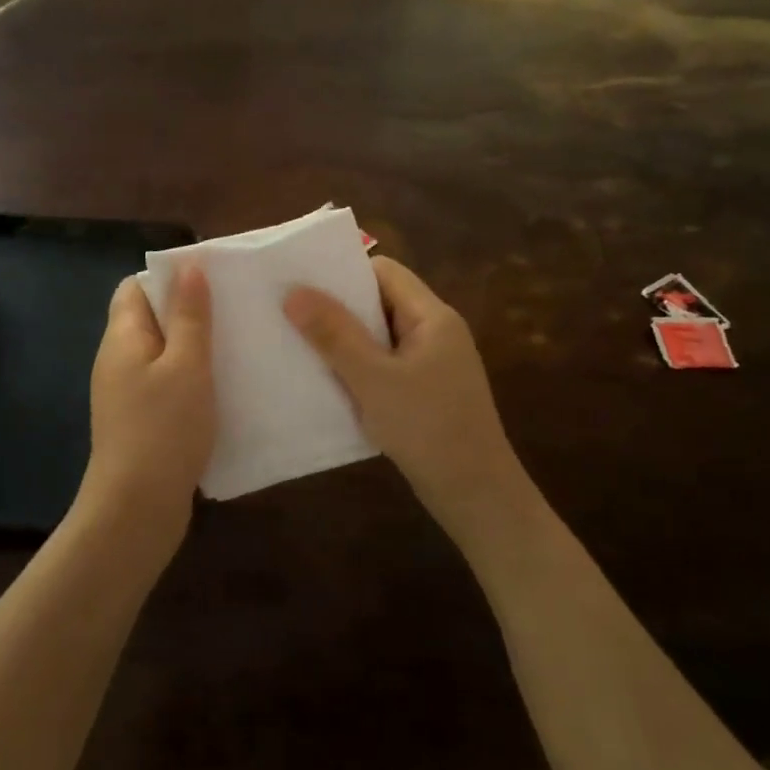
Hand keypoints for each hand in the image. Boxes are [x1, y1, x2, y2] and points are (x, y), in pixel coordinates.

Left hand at [75, 267, 215, 551]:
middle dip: (187, 311)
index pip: (135, 287)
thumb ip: (190, 316)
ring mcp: (125, 392)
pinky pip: (164, 383)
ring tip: (234, 344)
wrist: (136, 508)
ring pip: (161, 352)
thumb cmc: (163, 428)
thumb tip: (189, 267)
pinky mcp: (139, 419)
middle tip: (231, 310)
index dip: (169, 278)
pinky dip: (189, 378)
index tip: (210, 280)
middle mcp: (117, 359)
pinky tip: (220, 387)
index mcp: (122, 337)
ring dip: (192, 346)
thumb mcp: (187, 365)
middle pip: (149, 318)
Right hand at [284, 257, 527, 541]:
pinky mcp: (426, 392)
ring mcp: (432, 363)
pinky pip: (385, 364)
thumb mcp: (373, 380)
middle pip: (381, 302)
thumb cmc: (428, 429)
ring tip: (301, 346)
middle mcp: (435, 332)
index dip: (344, 274)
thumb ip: (334, 335)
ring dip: (346, 341)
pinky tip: (329, 382)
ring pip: (380, 336)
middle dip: (339, 308)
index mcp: (432, 317)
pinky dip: (358, 367)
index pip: (385, 272)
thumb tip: (294, 292)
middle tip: (292, 314)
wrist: (477, 496)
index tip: (303, 285)